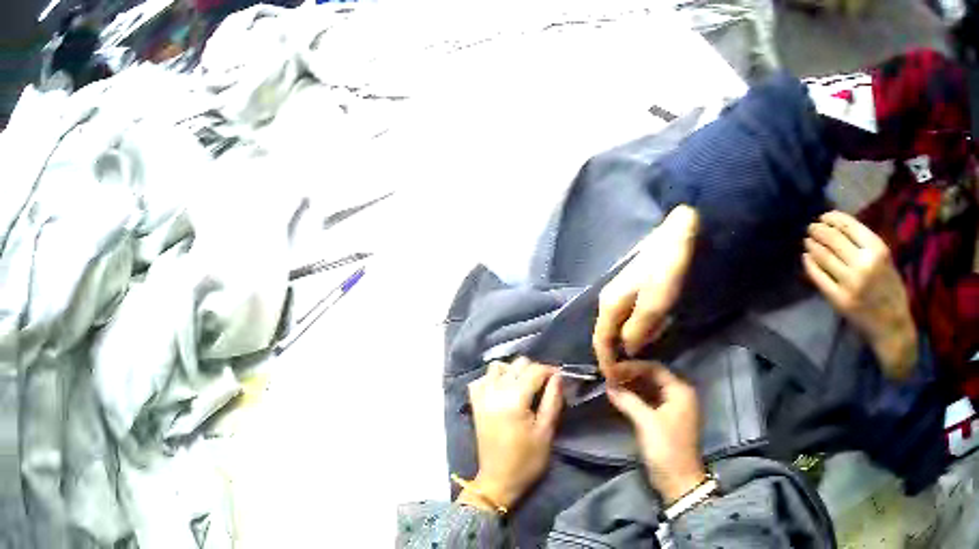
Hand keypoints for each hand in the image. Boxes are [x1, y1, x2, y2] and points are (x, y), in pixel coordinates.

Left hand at [461, 358, 562, 511]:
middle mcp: (494, 393)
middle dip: (534, 370)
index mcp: (514, 400)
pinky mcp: (475, 406)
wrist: (499, 479)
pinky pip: (481, 380)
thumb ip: (552, 401)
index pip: (534, 370)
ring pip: (497, 368)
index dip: (551, 371)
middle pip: (516, 365)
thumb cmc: (527, 460)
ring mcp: (482, 398)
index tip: (561, 379)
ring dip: (513, 371)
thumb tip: (558, 377)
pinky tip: (504, 391)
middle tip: (546, 385)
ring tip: (525, 386)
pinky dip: (493, 379)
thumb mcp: (546, 432)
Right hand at [594, 205, 699, 384]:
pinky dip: (634, 333)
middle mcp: (609, 298)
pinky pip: (628, 319)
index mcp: (609, 304)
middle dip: (615, 356)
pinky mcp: (635, 288)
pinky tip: (645, 339)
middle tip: (628, 375)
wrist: (679, 235)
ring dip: (624, 345)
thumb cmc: (668, 271)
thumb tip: (627, 349)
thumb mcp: (655, 305)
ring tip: (636, 362)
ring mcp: (621, 292)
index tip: (617, 383)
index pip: (600, 342)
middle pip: (606, 335)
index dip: (607, 364)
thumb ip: (637, 332)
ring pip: (617, 327)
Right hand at [606, 361, 705, 503]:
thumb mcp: (647, 423)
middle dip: (632, 376)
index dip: (632, 367)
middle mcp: (680, 394)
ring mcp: (675, 408)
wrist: (678, 478)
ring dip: (633, 387)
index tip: (611, 368)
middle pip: (654, 377)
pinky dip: (638, 399)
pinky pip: (652, 402)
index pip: (655, 369)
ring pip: (652, 390)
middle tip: (608, 376)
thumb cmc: (666, 447)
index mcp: (681, 390)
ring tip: (611, 386)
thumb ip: (629, 402)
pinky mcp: (668, 420)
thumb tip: (609, 386)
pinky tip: (622, 400)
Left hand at [803, 211, 917, 379]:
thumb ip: (865, 243)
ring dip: (813, 245)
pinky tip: (806, 258)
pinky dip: (811, 266)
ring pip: (825, 256)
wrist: (893, 328)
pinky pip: (821, 279)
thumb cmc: (891, 290)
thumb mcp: (884, 258)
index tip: (824, 217)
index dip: (832, 218)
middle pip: (833, 239)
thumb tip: (838, 227)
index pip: (848, 225)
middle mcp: (863, 263)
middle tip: (811, 227)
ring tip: (807, 240)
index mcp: (876, 248)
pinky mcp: (840, 301)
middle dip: (819, 230)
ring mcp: (850, 283)